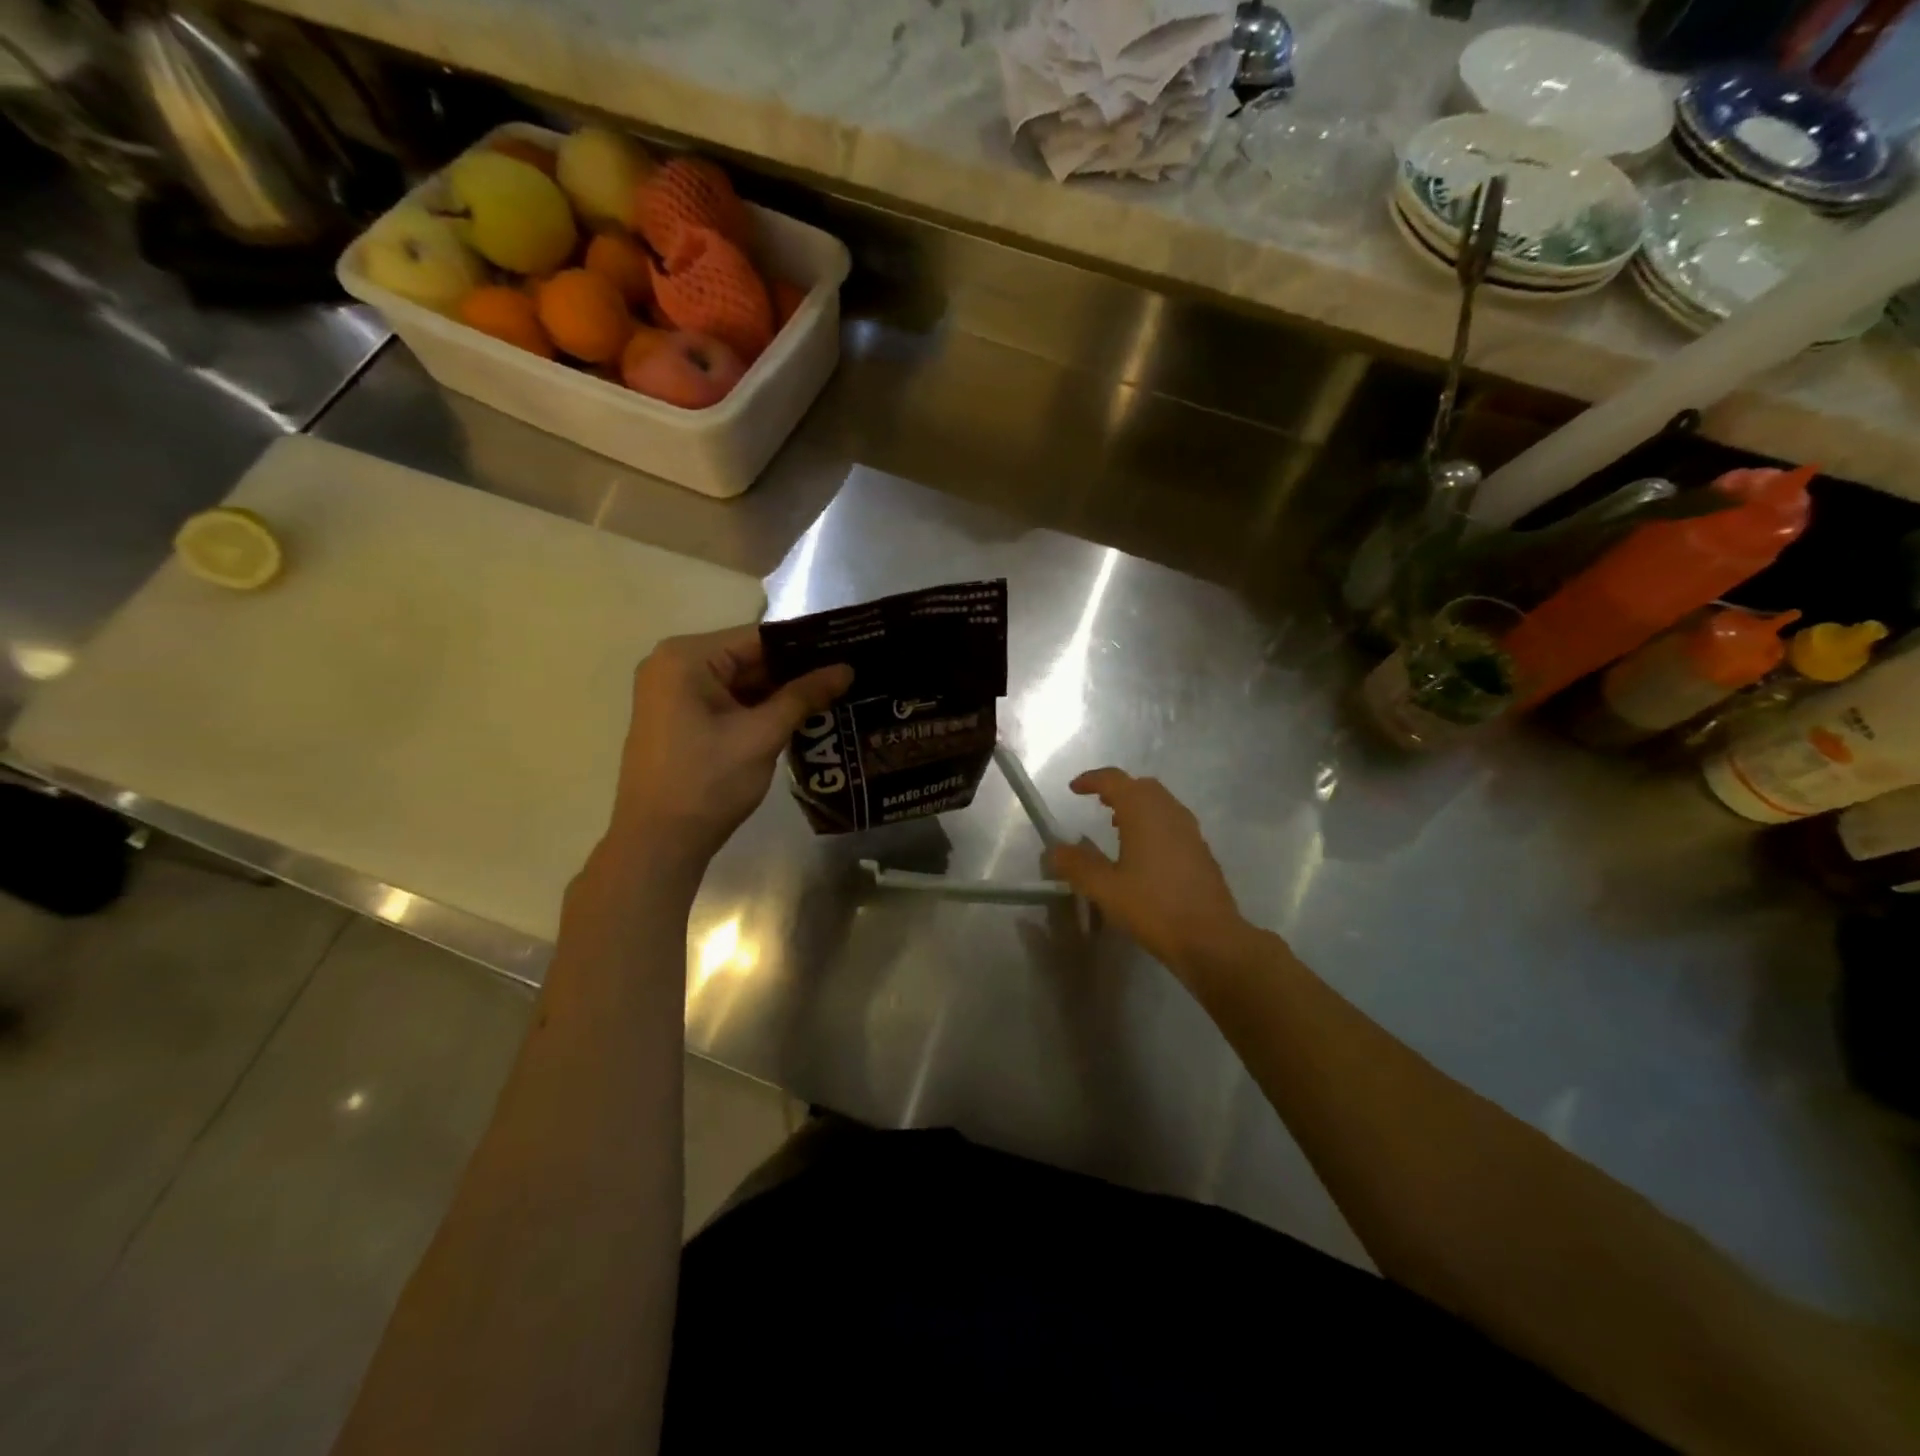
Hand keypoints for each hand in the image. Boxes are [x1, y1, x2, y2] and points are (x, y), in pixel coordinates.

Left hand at [603, 625, 851, 868]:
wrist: (658, 844)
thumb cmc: (707, 783)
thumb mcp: (762, 735)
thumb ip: (804, 696)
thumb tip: (847, 668)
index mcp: (687, 658)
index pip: (759, 637)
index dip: (807, 645)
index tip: (849, 650)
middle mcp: (673, 665)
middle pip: (749, 657)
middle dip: (796, 671)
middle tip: (848, 676)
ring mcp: (673, 693)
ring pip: (740, 682)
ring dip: (781, 693)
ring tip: (835, 695)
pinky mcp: (678, 719)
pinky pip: (727, 702)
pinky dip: (759, 710)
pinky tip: (800, 717)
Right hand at [1048, 768, 1250, 978]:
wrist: (1210, 938)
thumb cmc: (1153, 907)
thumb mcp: (1105, 888)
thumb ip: (1077, 865)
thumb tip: (1056, 850)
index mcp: (1144, 812)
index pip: (1115, 780)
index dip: (1092, 780)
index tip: (1074, 789)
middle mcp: (1169, 812)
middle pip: (1141, 787)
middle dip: (1118, 789)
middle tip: (1097, 803)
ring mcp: (1190, 831)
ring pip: (1160, 804)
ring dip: (1137, 806)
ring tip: (1117, 825)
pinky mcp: (1201, 851)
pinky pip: (1172, 823)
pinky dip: (1153, 823)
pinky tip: (1144, 853)